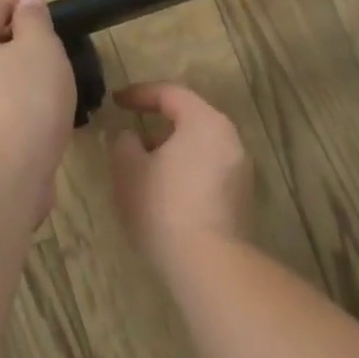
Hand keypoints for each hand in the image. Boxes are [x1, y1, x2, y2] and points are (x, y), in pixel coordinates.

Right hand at [108, 83, 251, 270]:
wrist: (208, 263)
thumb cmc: (163, 206)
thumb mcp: (128, 169)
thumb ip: (124, 142)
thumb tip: (130, 136)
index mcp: (204, 121)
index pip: (170, 94)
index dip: (139, 94)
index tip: (116, 102)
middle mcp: (230, 138)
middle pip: (190, 118)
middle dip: (157, 124)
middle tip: (131, 136)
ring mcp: (241, 168)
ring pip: (201, 146)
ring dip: (172, 150)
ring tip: (145, 168)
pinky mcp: (242, 197)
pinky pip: (209, 169)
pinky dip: (187, 170)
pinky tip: (167, 193)